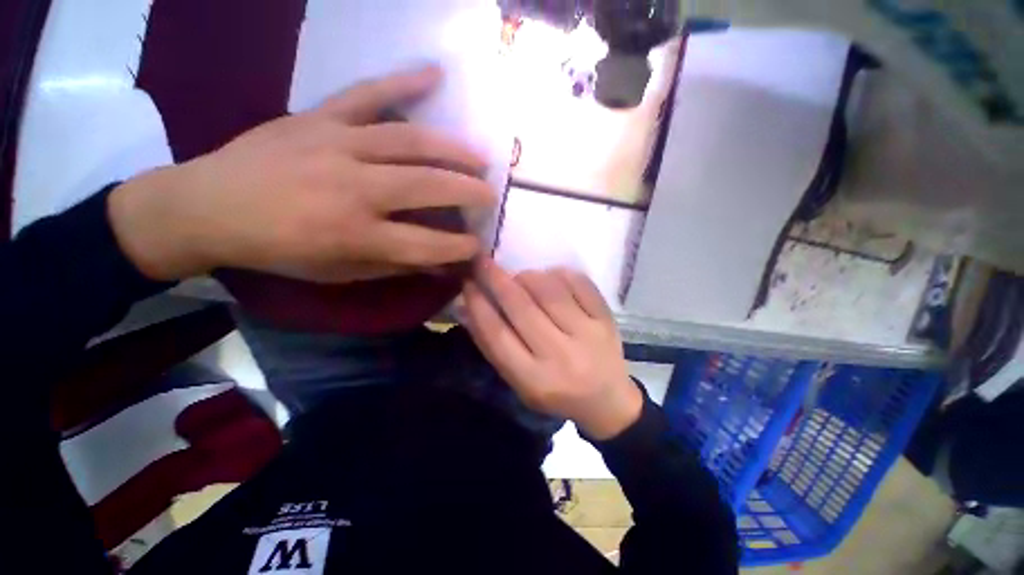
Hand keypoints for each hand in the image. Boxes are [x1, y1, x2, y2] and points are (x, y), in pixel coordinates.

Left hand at [109, 66, 494, 282]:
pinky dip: (403, 80)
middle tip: (490, 195)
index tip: (477, 247)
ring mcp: (336, 144)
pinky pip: (367, 92)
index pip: (426, 244)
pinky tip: (434, 72)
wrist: (207, 207)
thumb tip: (437, 265)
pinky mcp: (319, 116)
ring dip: (453, 149)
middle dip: (468, 192)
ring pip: (409, 141)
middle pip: (426, 187)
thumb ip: (393, 266)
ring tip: (480, 156)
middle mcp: (353, 188)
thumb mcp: (339, 272)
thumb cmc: (278, 250)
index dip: (458, 248)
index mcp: (355, 234)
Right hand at [462, 259, 642, 439]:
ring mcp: (588, 335)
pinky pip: (581, 284)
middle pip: (522, 308)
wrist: (607, 401)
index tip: (467, 283)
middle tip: (483, 261)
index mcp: (535, 379)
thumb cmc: (556, 393)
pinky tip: (552, 276)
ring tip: (521, 277)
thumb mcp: (519, 381)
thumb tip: (467, 306)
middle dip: (497, 280)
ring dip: (529, 276)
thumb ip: (493, 346)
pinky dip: (561, 274)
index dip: (479, 305)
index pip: (498, 335)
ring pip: (550, 292)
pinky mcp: (606, 320)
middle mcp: (561, 356)